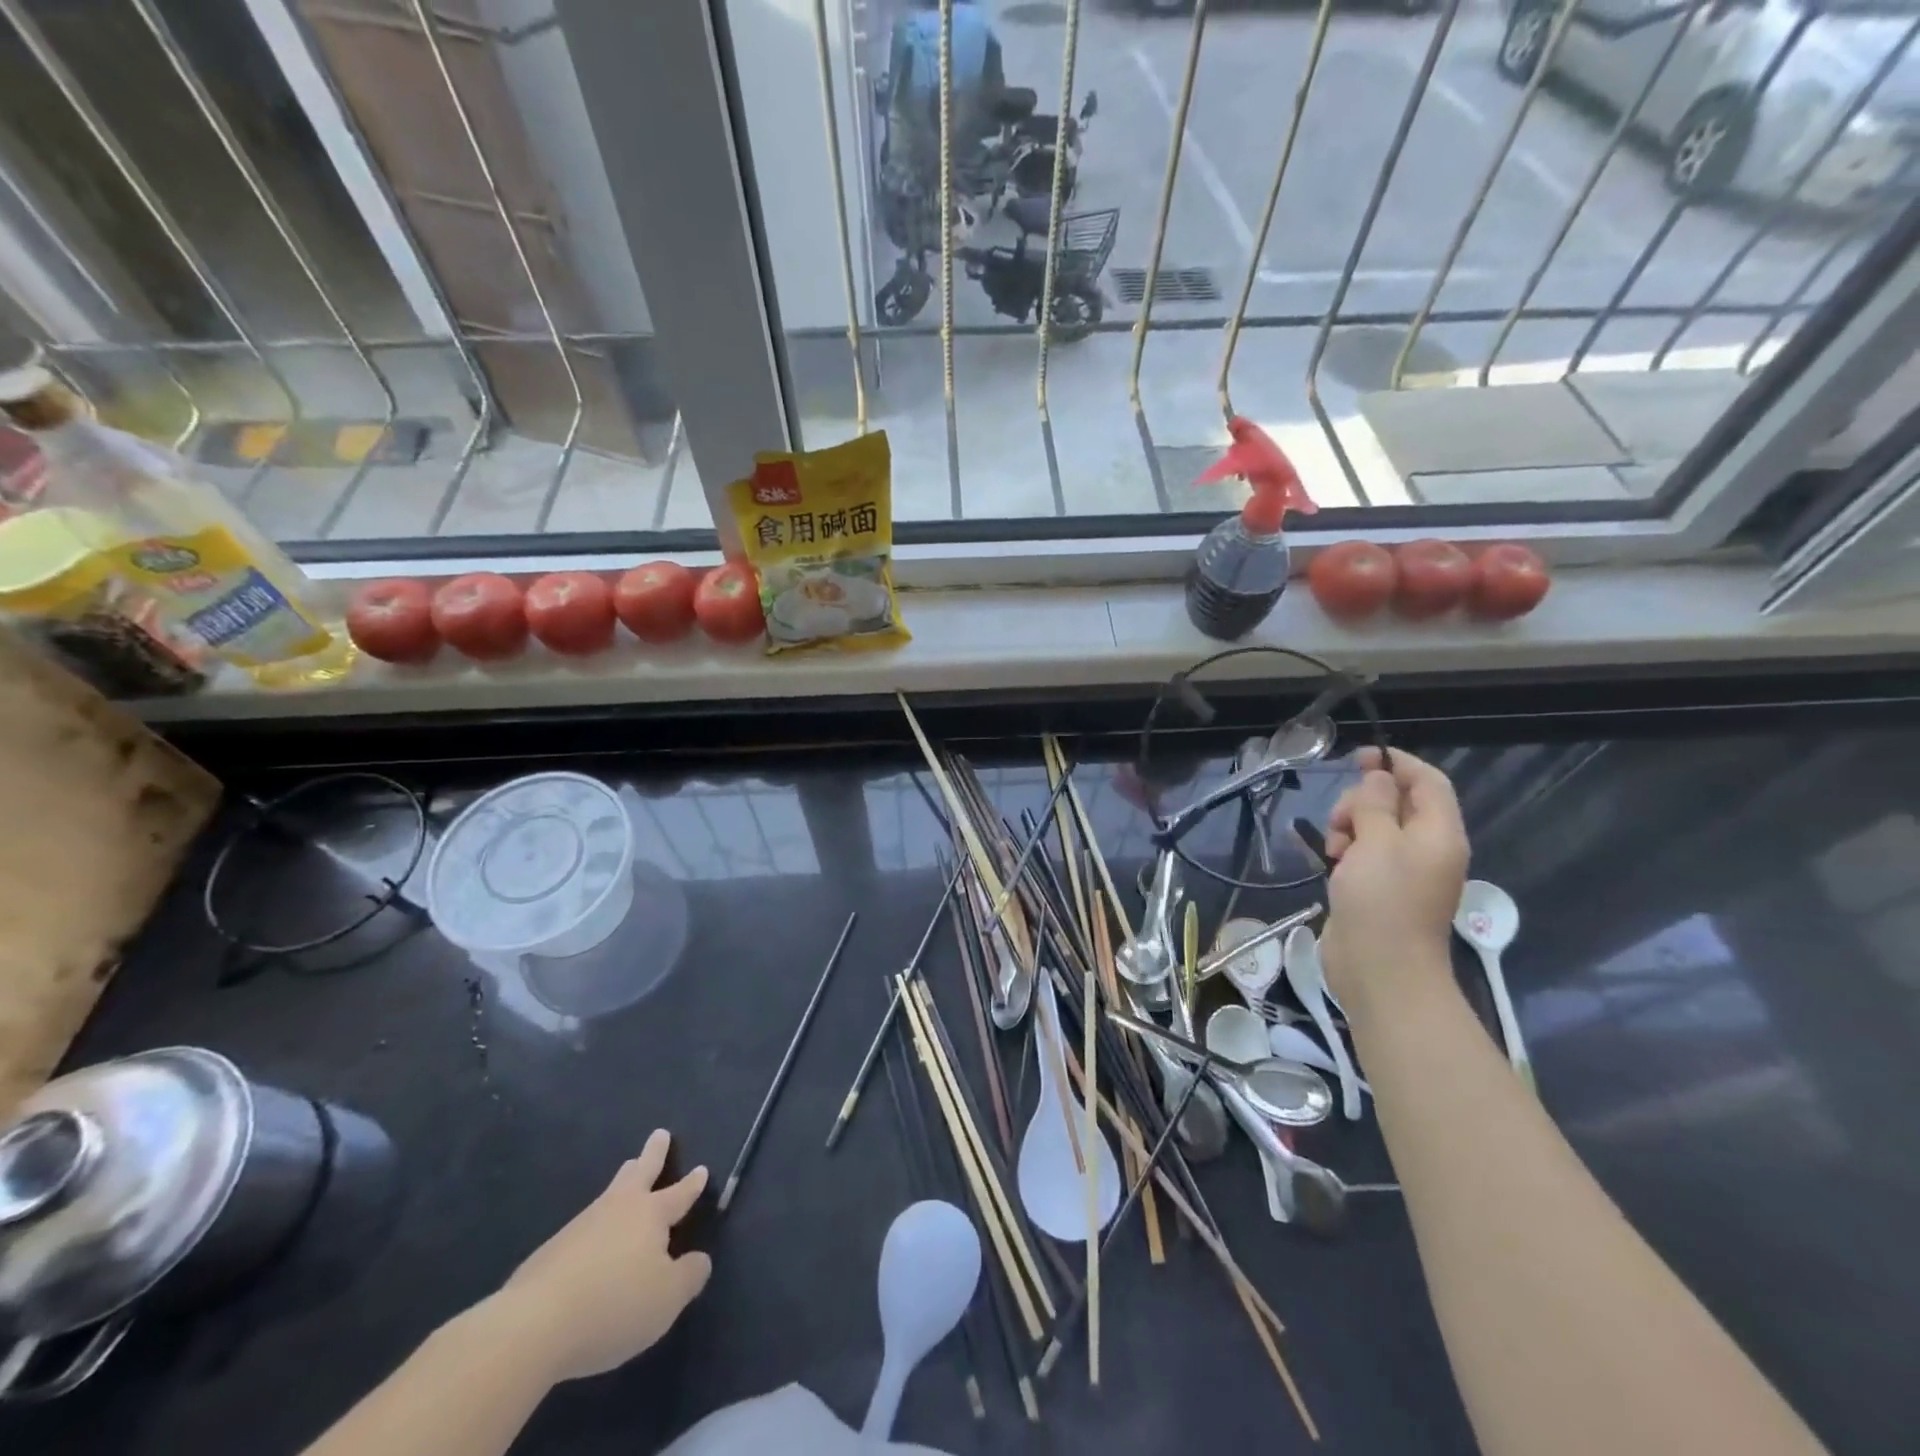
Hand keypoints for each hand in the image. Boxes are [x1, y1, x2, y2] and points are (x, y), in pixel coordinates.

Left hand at [497, 1130, 711, 1382]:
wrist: (533, 1325)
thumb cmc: (613, 1305)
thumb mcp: (667, 1299)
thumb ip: (689, 1276)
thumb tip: (699, 1259)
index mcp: (650, 1214)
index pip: (678, 1194)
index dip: (692, 1184)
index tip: (701, 1168)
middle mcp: (618, 1209)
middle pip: (640, 1173)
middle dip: (653, 1154)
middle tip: (660, 1134)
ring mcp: (581, 1226)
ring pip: (610, 1193)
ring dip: (623, 1180)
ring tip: (628, 1172)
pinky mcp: (551, 1251)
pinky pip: (584, 1227)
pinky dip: (596, 1223)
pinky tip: (592, 1237)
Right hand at [1320, 747, 1468, 1014]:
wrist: (1381, 970)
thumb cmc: (1383, 901)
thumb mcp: (1376, 842)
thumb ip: (1375, 804)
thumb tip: (1378, 778)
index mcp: (1439, 833)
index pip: (1427, 782)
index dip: (1397, 763)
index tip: (1358, 758)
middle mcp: (1426, 848)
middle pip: (1397, 802)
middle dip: (1363, 801)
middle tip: (1340, 822)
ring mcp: (1403, 871)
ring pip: (1375, 827)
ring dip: (1349, 826)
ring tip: (1333, 848)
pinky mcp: (1379, 889)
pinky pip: (1363, 853)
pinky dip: (1345, 848)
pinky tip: (1327, 859)